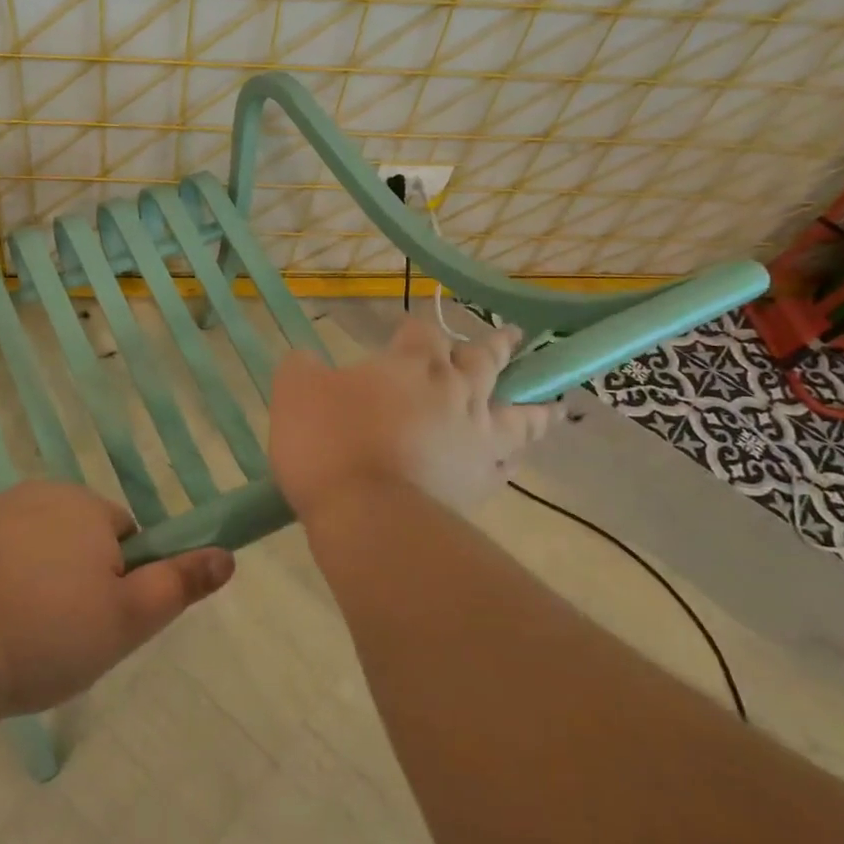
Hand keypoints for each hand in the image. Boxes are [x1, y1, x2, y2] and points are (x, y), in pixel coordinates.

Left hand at [0, 481, 234, 717]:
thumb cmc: (43, 631)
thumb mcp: (126, 620)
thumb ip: (178, 584)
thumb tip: (227, 556)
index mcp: (82, 506)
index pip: (121, 534)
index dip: (119, 580)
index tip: (99, 623)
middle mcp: (33, 496)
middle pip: (71, 538)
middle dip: (72, 580)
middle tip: (58, 640)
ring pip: (24, 550)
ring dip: (26, 585)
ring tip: (12, 643)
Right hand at [270, 317, 554, 521]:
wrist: (367, 515)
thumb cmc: (329, 442)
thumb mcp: (295, 391)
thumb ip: (302, 367)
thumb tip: (306, 360)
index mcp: (412, 364)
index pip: (423, 332)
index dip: (416, 329)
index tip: (408, 331)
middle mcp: (455, 392)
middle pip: (484, 362)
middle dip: (495, 347)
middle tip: (511, 338)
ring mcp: (475, 438)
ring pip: (517, 415)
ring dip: (531, 406)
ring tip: (547, 405)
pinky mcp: (479, 482)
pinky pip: (507, 464)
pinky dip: (513, 457)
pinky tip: (511, 460)